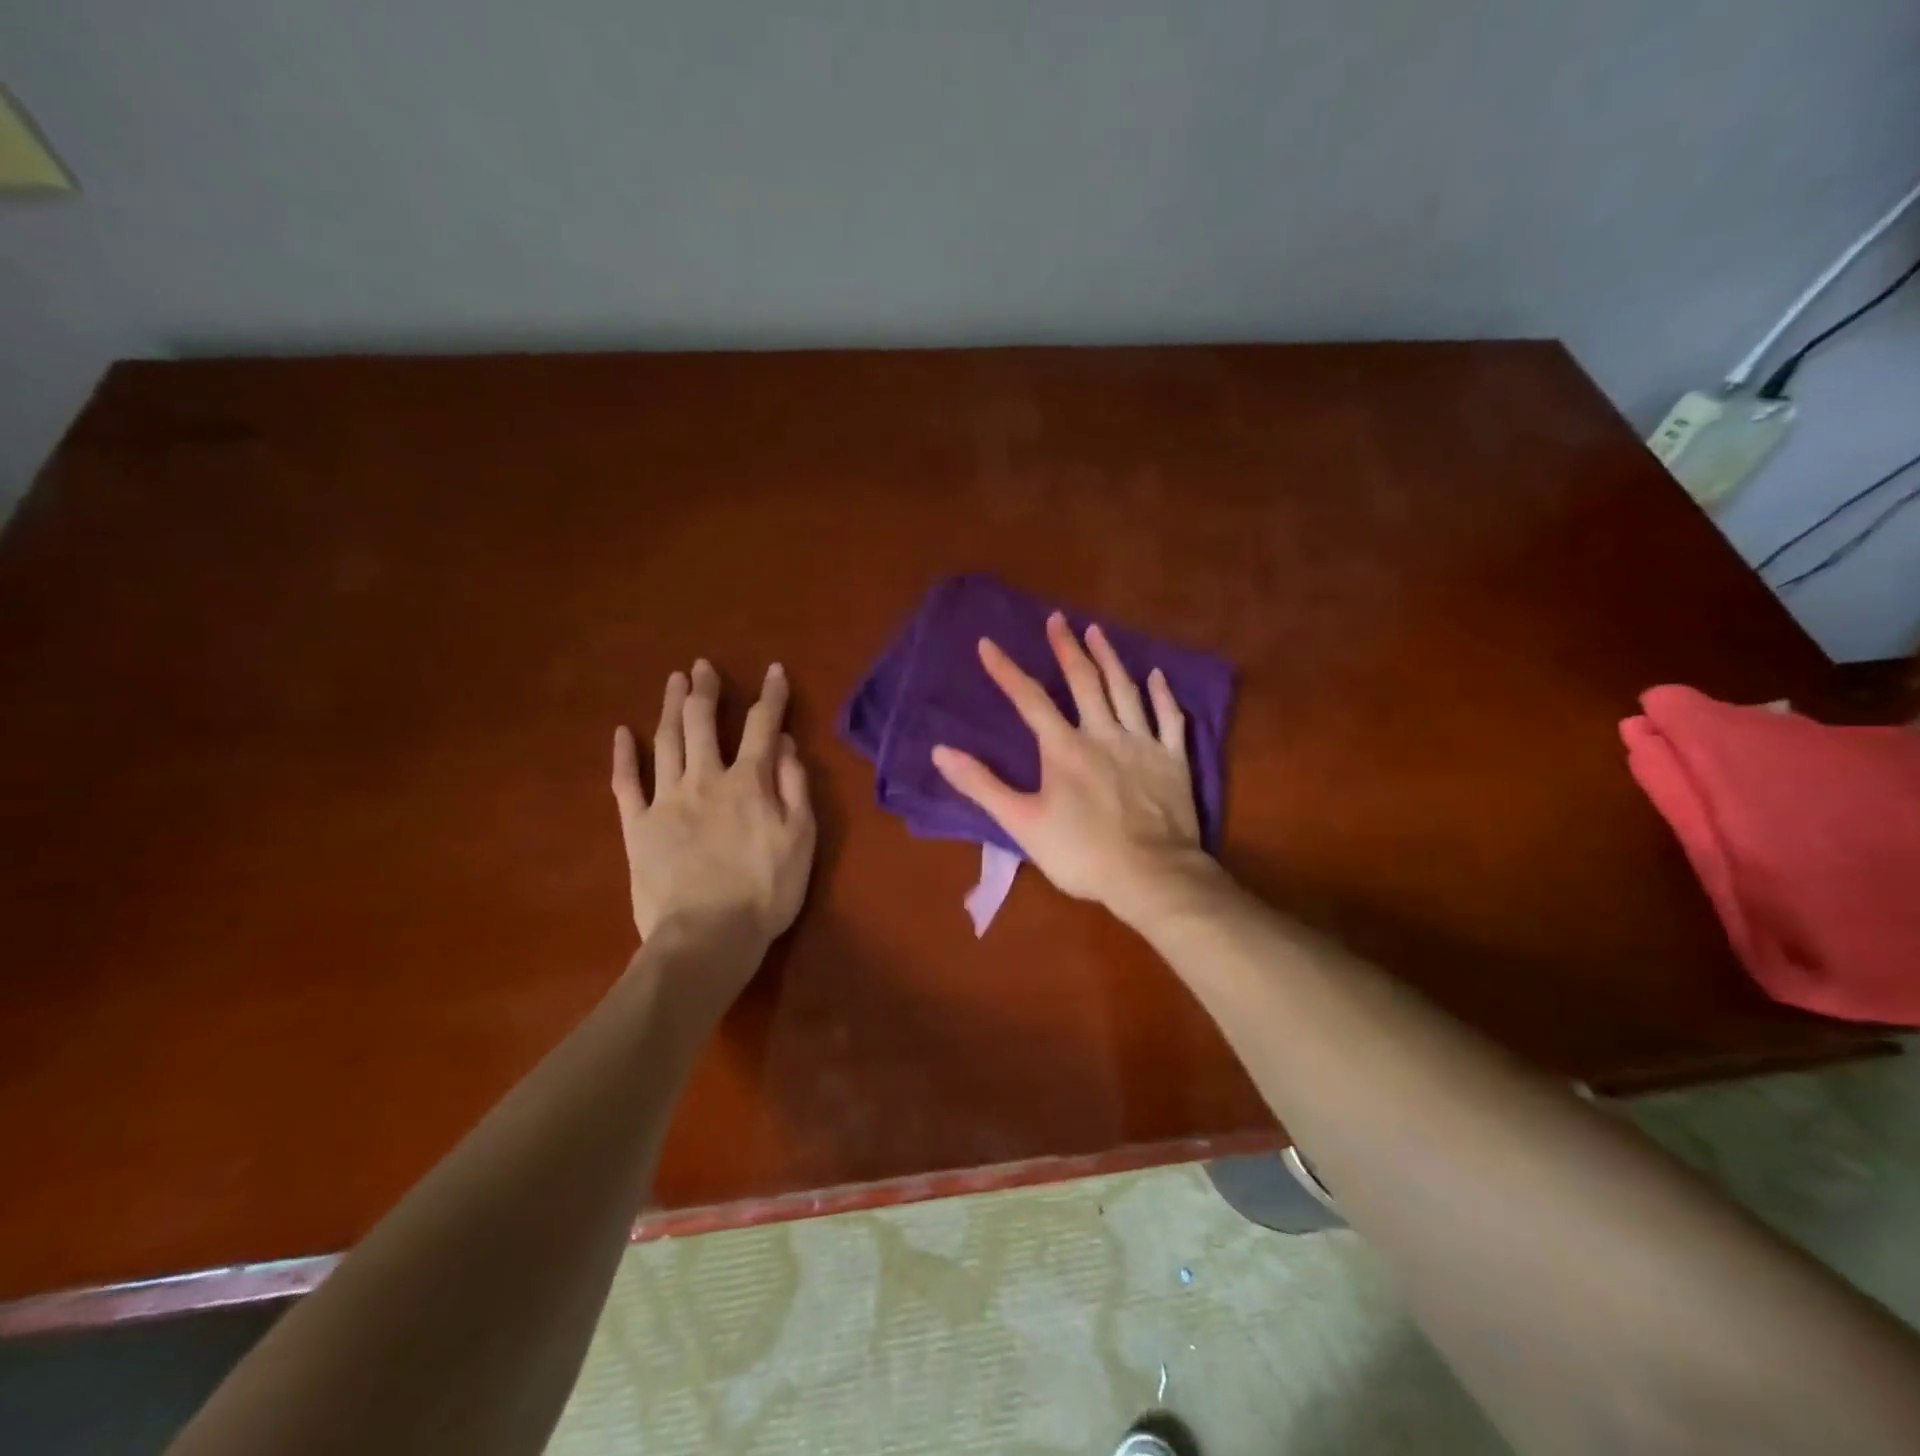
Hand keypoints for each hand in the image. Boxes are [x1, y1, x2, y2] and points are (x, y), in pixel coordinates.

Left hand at [611, 660, 815, 949]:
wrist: (707, 937)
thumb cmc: (765, 891)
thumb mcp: (800, 839)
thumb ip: (795, 787)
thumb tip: (787, 743)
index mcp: (749, 782)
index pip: (762, 726)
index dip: (770, 696)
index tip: (774, 670)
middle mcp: (705, 779)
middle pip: (703, 723)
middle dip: (706, 691)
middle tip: (703, 666)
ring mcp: (666, 800)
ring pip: (666, 742)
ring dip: (671, 707)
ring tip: (675, 681)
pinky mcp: (637, 826)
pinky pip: (626, 783)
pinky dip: (624, 755)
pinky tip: (623, 733)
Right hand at [930, 613, 1208, 923]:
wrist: (1150, 876)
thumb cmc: (1081, 853)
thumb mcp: (1021, 822)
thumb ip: (982, 785)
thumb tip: (940, 751)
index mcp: (1064, 748)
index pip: (1029, 699)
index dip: (1006, 670)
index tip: (988, 643)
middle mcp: (1103, 733)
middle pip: (1084, 681)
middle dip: (1067, 648)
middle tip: (1058, 619)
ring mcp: (1142, 744)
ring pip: (1125, 690)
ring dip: (1110, 658)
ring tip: (1097, 631)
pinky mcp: (1173, 760)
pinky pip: (1169, 719)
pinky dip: (1163, 694)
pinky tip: (1158, 675)